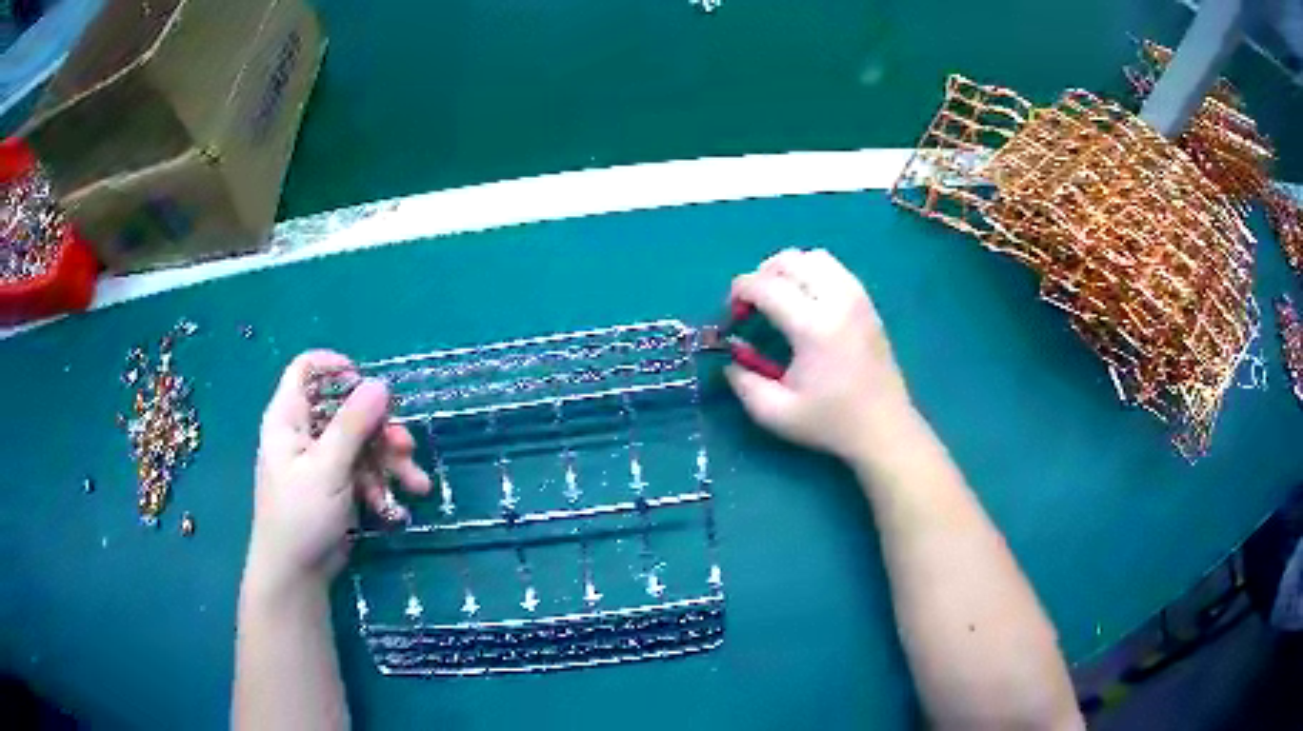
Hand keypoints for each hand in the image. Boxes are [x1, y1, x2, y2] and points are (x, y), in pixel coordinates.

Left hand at [246, 351, 430, 595]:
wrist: (297, 574)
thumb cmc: (301, 515)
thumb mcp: (327, 468)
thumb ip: (353, 424)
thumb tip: (380, 384)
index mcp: (289, 418)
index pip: (306, 370)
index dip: (335, 367)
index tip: (368, 381)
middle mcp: (304, 433)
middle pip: (346, 411)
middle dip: (381, 430)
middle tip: (407, 448)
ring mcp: (321, 461)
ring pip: (362, 445)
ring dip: (391, 463)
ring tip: (417, 486)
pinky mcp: (335, 486)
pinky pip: (363, 473)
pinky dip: (380, 487)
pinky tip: (393, 510)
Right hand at [725, 249, 912, 461]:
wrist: (884, 428)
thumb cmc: (831, 423)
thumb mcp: (776, 413)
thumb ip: (744, 383)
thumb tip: (730, 358)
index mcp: (813, 327)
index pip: (766, 285)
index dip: (740, 291)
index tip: (733, 315)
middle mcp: (837, 301)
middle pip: (790, 260)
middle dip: (762, 274)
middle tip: (752, 304)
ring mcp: (857, 298)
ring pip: (815, 257)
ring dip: (789, 269)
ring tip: (778, 297)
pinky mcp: (868, 303)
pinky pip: (835, 269)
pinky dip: (812, 273)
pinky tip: (806, 301)